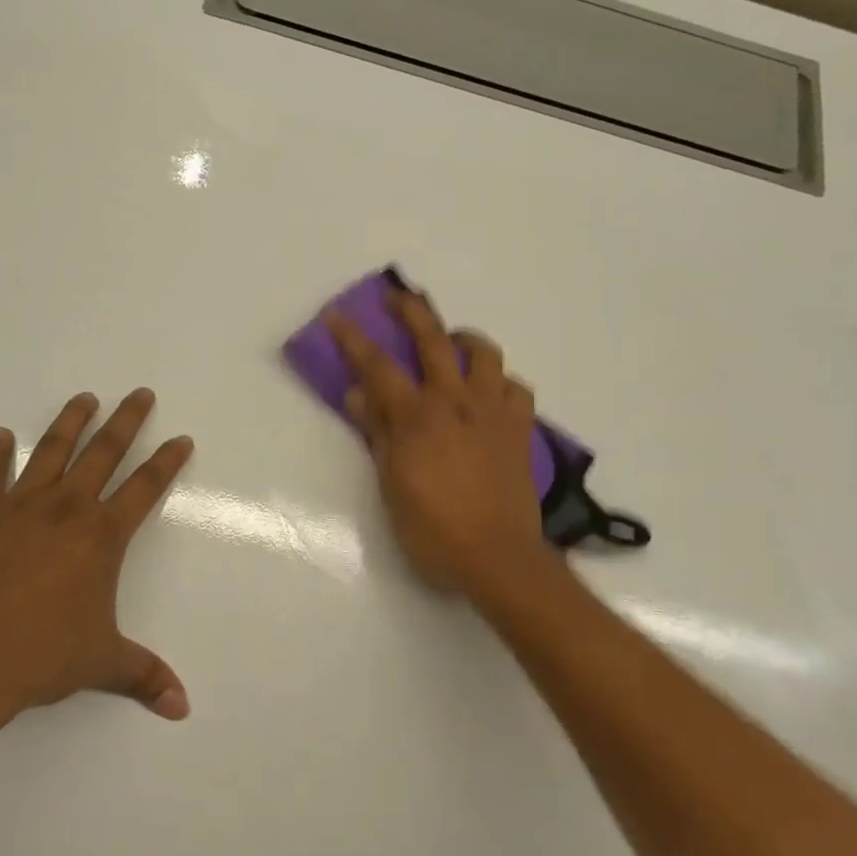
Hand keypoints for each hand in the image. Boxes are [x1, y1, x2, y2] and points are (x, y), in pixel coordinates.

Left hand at [0, 389, 194, 721]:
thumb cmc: (39, 657)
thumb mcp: (101, 663)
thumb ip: (144, 676)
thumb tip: (182, 707)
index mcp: (102, 537)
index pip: (146, 488)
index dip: (167, 462)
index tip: (181, 438)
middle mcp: (66, 509)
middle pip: (104, 452)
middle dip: (127, 421)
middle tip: (140, 394)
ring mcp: (19, 506)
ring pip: (52, 450)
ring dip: (71, 422)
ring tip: (84, 398)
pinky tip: (2, 437)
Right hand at [326, 293, 550, 593]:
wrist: (499, 558)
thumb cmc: (433, 528)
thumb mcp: (391, 484)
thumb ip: (377, 433)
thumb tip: (357, 394)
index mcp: (417, 416)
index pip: (378, 367)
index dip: (353, 339)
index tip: (336, 316)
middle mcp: (456, 401)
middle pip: (433, 340)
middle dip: (412, 311)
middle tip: (396, 297)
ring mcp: (493, 411)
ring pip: (484, 353)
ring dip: (464, 338)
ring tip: (451, 342)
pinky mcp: (520, 429)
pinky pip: (516, 388)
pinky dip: (501, 382)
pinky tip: (490, 392)